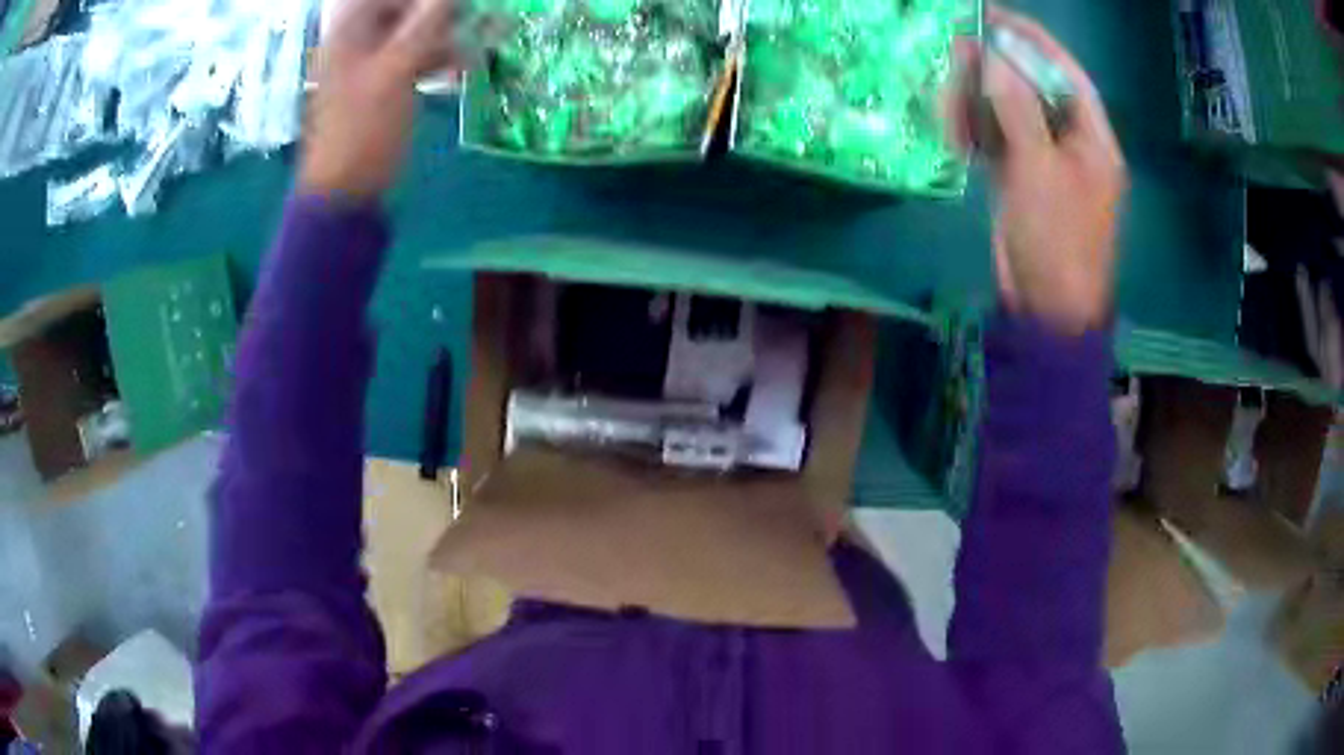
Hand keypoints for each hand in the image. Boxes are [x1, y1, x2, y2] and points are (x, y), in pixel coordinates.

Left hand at [299, 0, 456, 201]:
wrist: (346, 192)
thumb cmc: (363, 129)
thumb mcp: (396, 70)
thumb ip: (427, 23)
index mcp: (350, 31)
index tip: (458, 7)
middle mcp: (358, 40)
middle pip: (403, 9)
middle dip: (440, 12)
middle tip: (473, 19)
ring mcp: (370, 65)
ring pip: (413, 33)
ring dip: (446, 35)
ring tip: (476, 46)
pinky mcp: (383, 86)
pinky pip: (414, 58)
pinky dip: (438, 58)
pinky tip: (461, 68)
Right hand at [950, 8, 1126, 334]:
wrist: (1045, 308)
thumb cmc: (1056, 239)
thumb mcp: (1038, 169)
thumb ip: (1017, 108)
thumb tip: (994, 55)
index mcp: (1093, 140)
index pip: (1068, 75)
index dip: (1035, 42)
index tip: (997, 18)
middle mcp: (1073, 144)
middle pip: (1036, 89)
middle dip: (999, 69)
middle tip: (960, 52)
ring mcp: (1046, 162)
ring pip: (1013, 112)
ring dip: (981, 101)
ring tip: (949, 94)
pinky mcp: (1023, 179)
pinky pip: (999, 139)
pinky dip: (977, 130)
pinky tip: (955, 126)